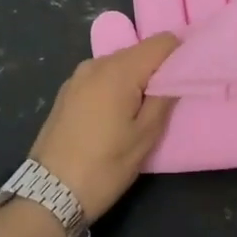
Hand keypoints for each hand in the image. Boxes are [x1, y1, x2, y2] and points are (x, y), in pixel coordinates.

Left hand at [29, 33, 181, 220]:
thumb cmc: (104, 166)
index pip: (161, 41)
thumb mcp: (145, 137)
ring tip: (142, 111)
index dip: (180, 54)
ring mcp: (77, 76)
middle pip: (139, 51)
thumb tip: (177, 73)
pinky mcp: (66, 91)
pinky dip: (115, 86)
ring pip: (119, 64)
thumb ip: (164, 98)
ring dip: (135, 79)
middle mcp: (96, 63)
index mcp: (119, 70)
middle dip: (157, 68)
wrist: (48, 194)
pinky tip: (115, 115)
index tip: (188, 76)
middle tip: (169, 100)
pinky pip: (101, 77)